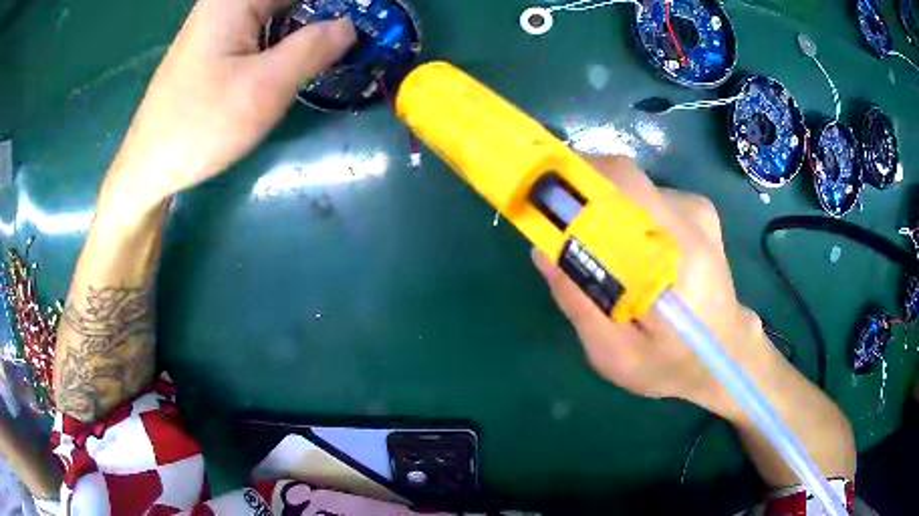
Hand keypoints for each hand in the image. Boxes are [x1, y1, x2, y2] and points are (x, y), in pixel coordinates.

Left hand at [104, 0, 355, 208]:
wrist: (148, 166)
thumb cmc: (200, 126)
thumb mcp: (264, 87)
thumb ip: (314, 48)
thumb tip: (350, 25)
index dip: (338, 4)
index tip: (367, 16)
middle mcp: (227, 0)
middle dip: (326, 12)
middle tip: (354, 38)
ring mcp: (220, 20)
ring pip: (280, 8)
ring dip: (310, 22)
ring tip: (338, 45)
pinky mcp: (217, 41)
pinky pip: (264, 24)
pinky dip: (289, 33)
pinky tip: (303, 53)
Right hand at [532, 156, 765, 417]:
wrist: (728, 354)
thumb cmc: (674, 364)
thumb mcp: (617, 356)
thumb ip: (581, 305)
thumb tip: (542, 250)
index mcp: (680, 255)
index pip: (624, 186)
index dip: (576, 181)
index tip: (539, 194)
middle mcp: (692, 218)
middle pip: (623, 179)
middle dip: (580, 194)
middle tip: (556, 227)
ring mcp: (697, 209)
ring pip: (632, 190)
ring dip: (604, 212)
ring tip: (599, 255)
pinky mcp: (697, 210)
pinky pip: (646, 200)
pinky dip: (625, 218)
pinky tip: (630, 256)